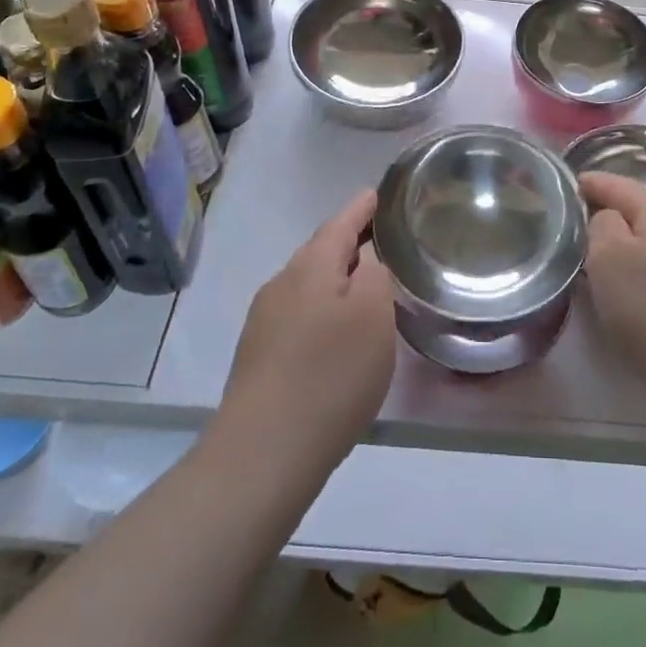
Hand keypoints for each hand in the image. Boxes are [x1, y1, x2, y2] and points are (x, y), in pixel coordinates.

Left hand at [217, 189, 394, 480]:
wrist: (263, 452)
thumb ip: (376, 275)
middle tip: (386, 242)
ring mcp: (264, 320)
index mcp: (311, 266)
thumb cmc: (330, 375)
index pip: (341, 221)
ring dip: (338, 280)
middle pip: (322, 251)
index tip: (381, 194)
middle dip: (351, 243)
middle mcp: (282, 283)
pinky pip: (299, 315)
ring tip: (369, 289)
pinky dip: (324, 311)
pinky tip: (339, 335)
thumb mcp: (373, 316)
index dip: (364, 207)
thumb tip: (366, 260)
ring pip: (309, 285)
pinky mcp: (259, 355)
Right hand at [580, 172, 645, 407]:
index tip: (566, 186)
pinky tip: (630, 287)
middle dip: (608, 212)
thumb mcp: (608, 258)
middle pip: (639, 210)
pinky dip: (642, 268)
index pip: (619, 183)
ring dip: (626, 243)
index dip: (590, 182)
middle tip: (575, 223)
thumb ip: (601, 224)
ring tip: (596, 256)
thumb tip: (608, 219)